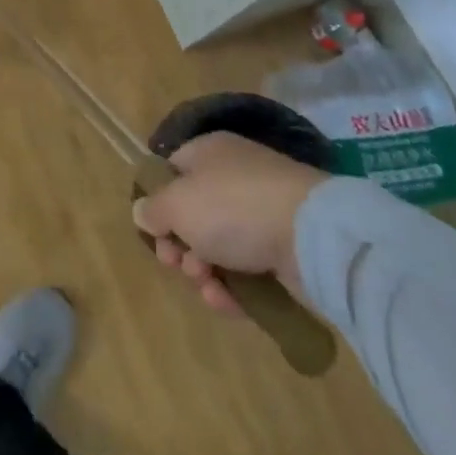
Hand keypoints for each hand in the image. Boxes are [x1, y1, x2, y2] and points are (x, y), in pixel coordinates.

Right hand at [131, 132, 329, 315]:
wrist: (312, 237)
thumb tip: (143, 212)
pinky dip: (234, 288)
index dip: (158, 202)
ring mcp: (262, 212)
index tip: (153, 232)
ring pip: (219, 245)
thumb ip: (152, 209)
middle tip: (177, 264)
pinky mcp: (285, 249)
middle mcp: (234, 176)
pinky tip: (227, 302)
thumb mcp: (176, 204)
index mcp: (208, 152)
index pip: (172, 171)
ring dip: (204, 272)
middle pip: (194, 213)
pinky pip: (248, 268)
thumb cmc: (232, 207)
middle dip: (180, 246)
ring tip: (207, 286)